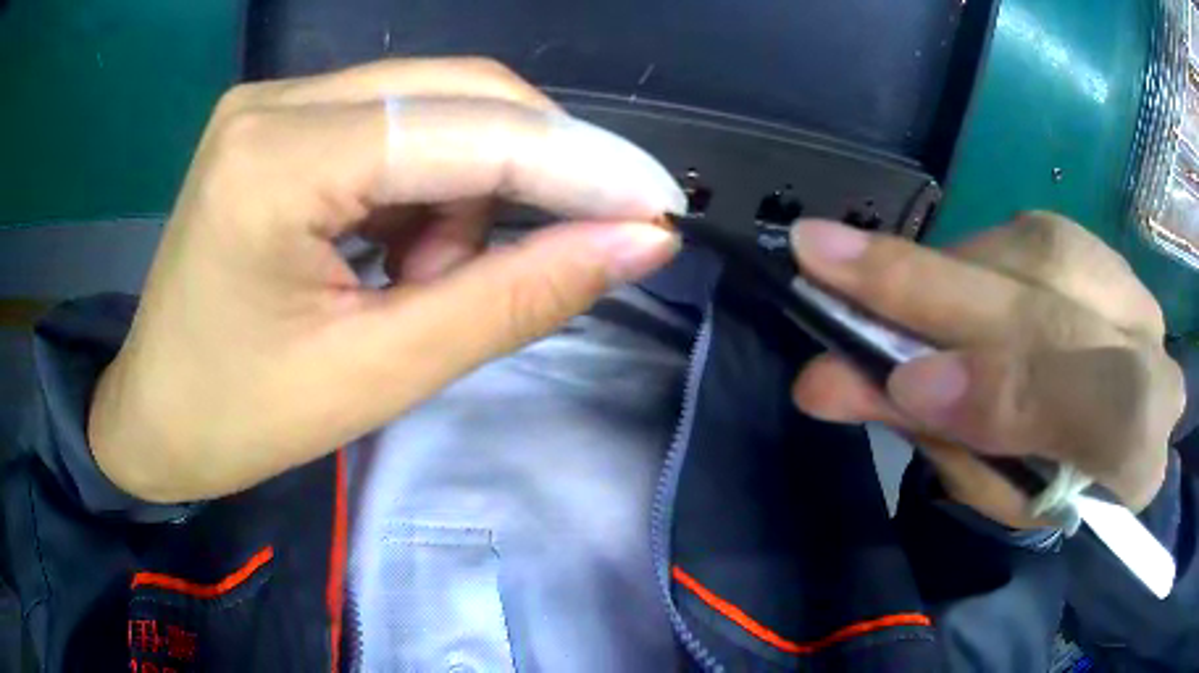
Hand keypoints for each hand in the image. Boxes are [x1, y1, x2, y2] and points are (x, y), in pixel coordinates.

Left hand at [88, 58, 684, 502]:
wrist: (155, 419)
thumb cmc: (242, 420)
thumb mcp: (380, 374)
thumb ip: (514, 298)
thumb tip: (636, 244)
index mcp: (277, 162)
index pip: (468, 131)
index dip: (580, 163)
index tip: (659, 204)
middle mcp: (276, 101)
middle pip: (459, 92)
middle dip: (531, 169)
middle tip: (557, 250)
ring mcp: (272, 102)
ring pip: (433, 105)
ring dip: (467, 188)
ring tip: (419, 280)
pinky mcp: (277, 121)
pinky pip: (393, 124)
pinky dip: (425, 184)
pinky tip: (390, 250)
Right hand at [790, 213, 1186, 524]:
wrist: (1098, 438)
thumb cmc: (1044, 481)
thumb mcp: (993, 489)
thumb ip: (937, 436)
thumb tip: (834, 380)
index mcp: (1141, 460)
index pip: (1112, 415)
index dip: (1013, 393)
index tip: (906, 382)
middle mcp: (1157, 359)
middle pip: (1065, 308)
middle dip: (942, 289)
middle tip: (823, 257)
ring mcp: (1136, 293)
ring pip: (1042, 251)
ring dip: (946, 268)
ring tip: (870, 278)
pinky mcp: (1105, 253)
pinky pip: (1032, 232)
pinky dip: (973, 254)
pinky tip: (942, 282)